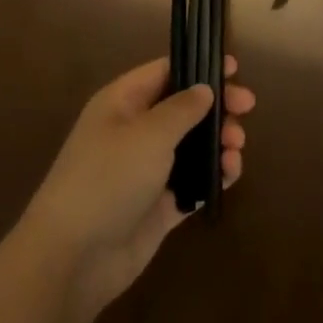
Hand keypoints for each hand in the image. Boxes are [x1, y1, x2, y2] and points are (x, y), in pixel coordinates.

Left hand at [21, 56, 253, 316]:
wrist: (75, 255)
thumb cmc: (109, 178)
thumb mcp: (148, 134)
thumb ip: (182, 109)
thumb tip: (204, 89)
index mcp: (122, 103)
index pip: (163, 72)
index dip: (197, 66)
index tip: (234, 69)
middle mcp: (134, 132)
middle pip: (182, 109)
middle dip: (216, 106)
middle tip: (247, 109)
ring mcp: (146, 170)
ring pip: (191, 146)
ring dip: (218, 142)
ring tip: (236, 149)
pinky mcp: (158, 206)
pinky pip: (192, 182)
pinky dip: (213, 176)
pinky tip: (230, 174)